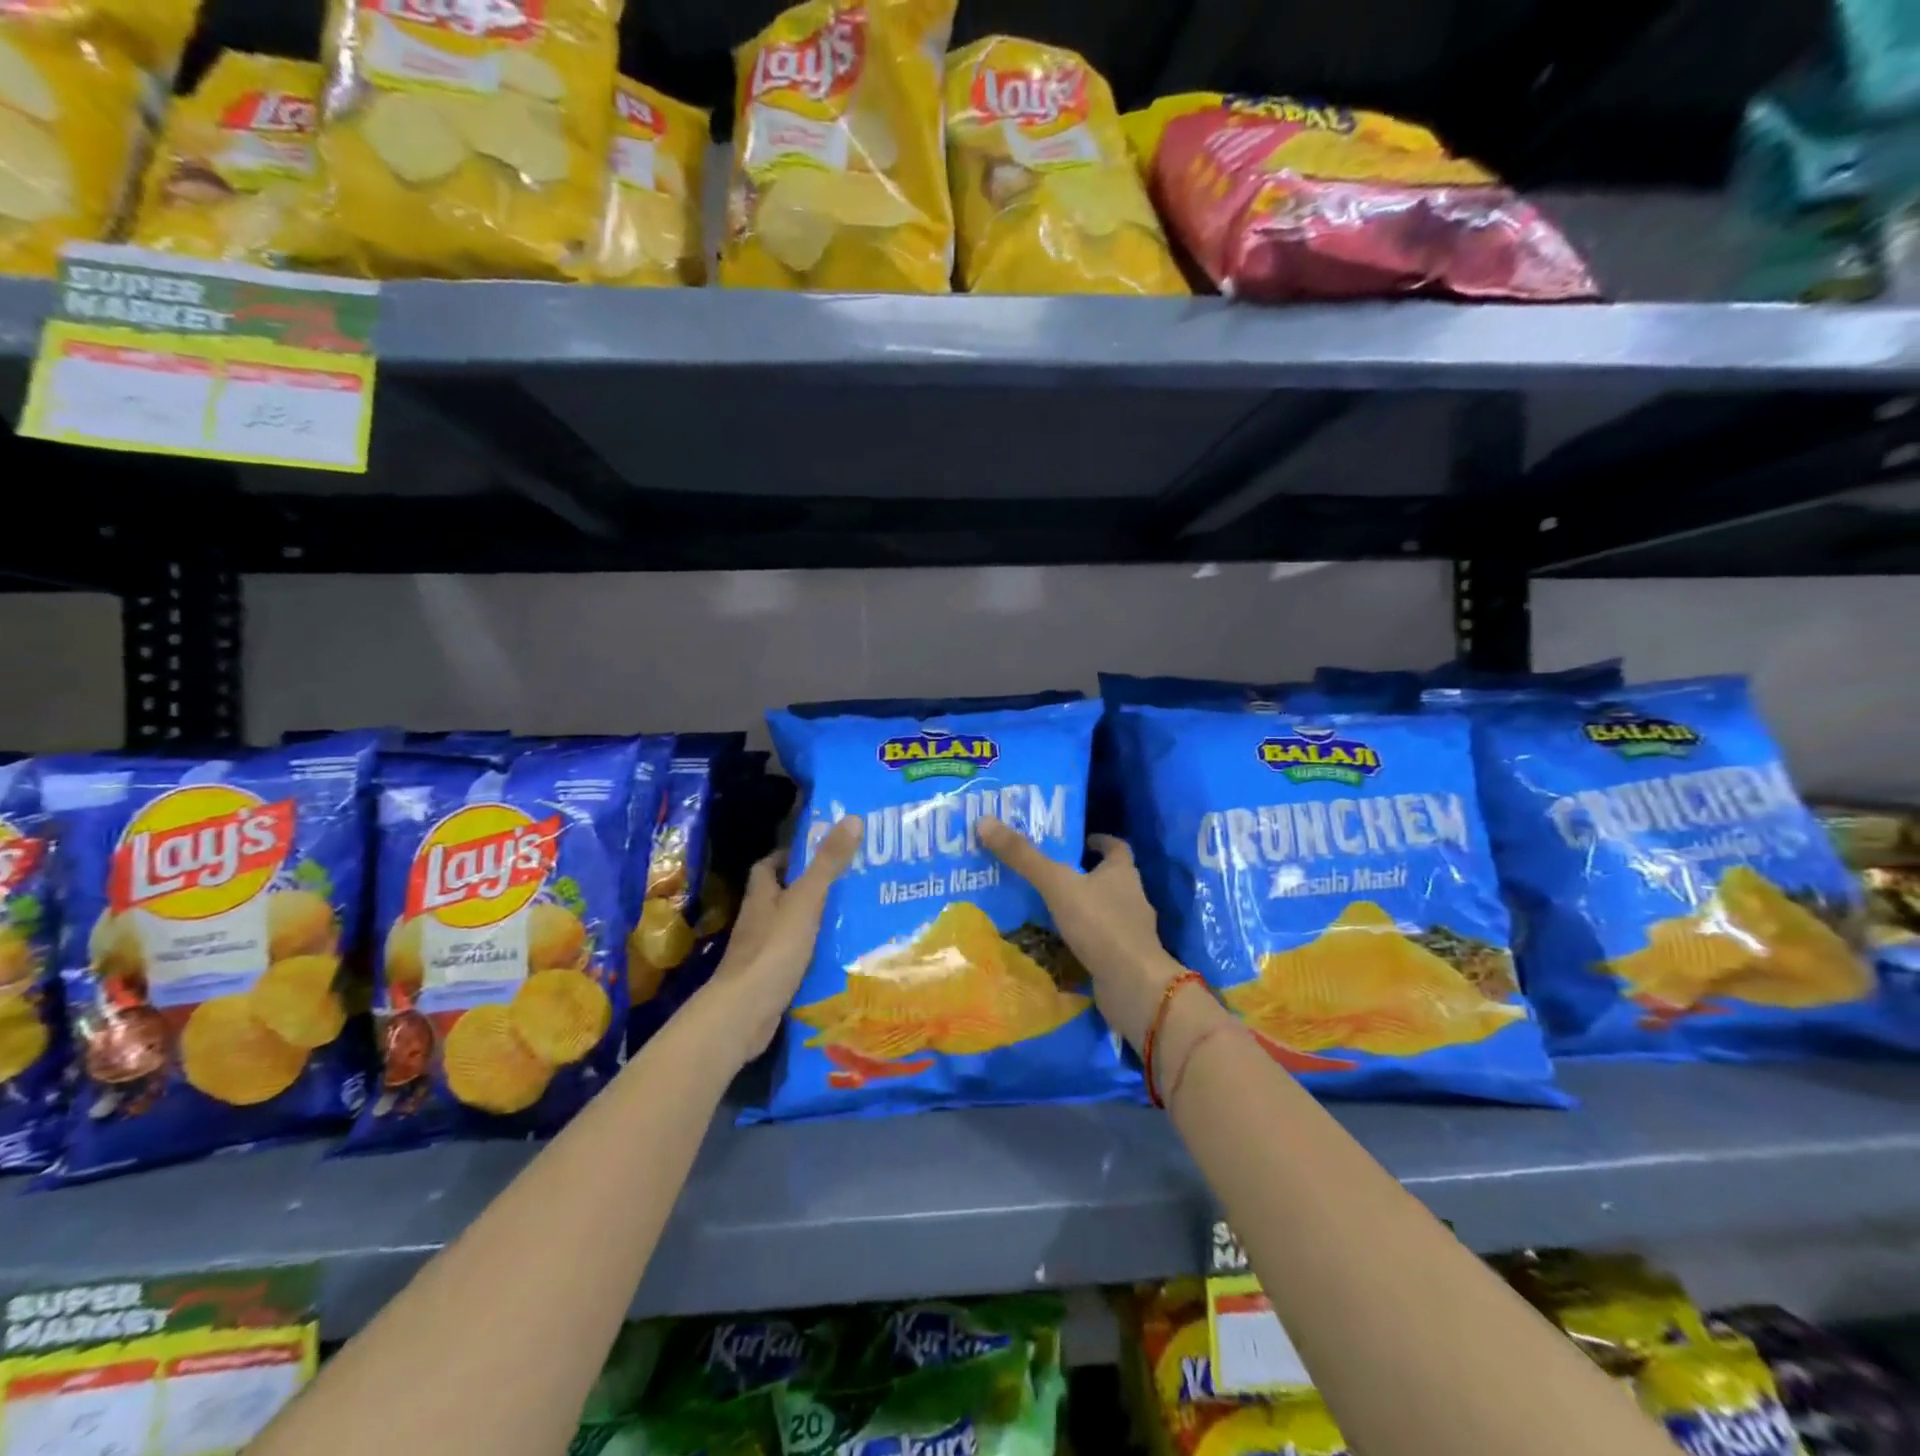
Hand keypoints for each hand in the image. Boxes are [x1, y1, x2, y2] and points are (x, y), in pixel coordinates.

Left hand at [703, 816, 862, 1067]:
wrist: (744, 1014)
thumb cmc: (773, 949)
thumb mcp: (806, 900)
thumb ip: (828, 863)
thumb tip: (851, 818)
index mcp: (762, 896)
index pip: (769, 865)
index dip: (791, 855)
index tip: (821, 850)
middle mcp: (758, 920)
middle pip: (782, 896)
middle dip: (810, 887)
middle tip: (850, 882)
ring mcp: (762, 952)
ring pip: (791, 928)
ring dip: (815, 922)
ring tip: (854, 916)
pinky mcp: (771, 980)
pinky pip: (796, 958)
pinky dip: (815, 954)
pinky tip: (841, 956)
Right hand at [976, 818, 1182, 1050]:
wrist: (1134, 986)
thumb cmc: (1100, 925)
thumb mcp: (1057, 885)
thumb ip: (1024, 857)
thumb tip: (985, 821)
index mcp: (1122, 872)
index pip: (1116, 847)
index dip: (1098, 841)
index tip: (1078, 841)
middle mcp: (1132, 897)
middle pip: (1109, 878)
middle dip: (1083, 875)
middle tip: (1048, 873)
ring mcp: (1131, 931)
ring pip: (1104, 911)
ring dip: (1081, 908)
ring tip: (1046, 909)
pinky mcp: (1124, 959)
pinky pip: (1100, 941)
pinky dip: (1083, 939)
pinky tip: (1059, 945)